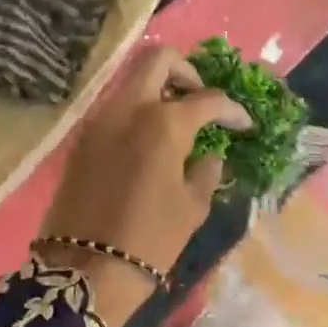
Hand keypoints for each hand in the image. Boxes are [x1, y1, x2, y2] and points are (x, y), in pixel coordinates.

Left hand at [40, 46, 251, 275]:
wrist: (85, 267)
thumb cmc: (149, 240)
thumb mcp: (192, 207)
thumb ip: (206, 170)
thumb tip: (210, 153)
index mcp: (163, 123)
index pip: (208, 99)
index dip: (232, 109)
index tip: (244, 124)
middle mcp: (128, 108)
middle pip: (157, 59)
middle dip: (186, 70)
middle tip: (200, 98)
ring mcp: (100, 118)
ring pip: (131, 80)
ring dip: (158, 88)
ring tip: (178, 120)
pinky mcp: (83, 136)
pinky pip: (114, 106)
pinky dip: (136, 109)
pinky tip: (150, 140)